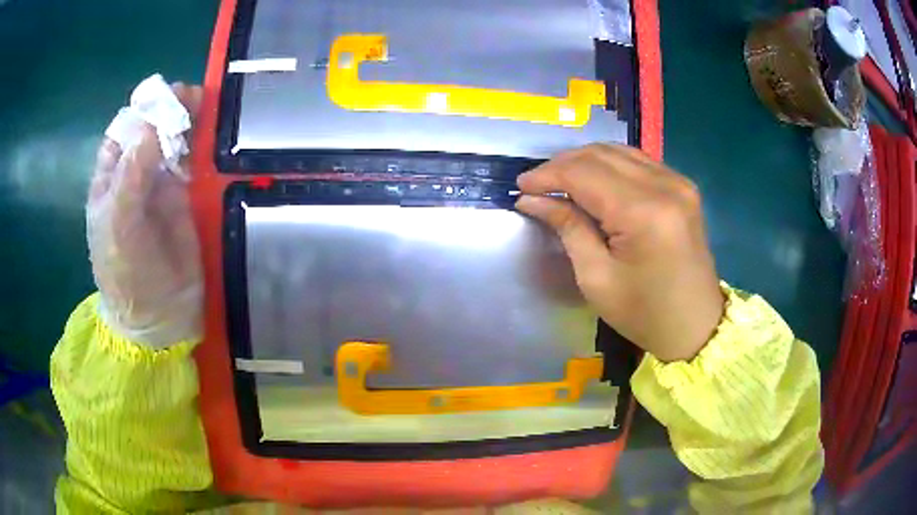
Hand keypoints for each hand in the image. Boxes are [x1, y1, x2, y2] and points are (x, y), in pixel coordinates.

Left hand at [86, 83, 202, 347]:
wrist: (159, 314)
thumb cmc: (126, 273)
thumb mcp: (119, 225)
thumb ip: (131, 176)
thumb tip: (153, 125)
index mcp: (111, 177)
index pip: (124, 130)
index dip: (142, 111)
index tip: (162, 100)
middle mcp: (134, 173)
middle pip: (151, 128)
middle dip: (168, 109)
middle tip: (190, 98)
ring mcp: (160, 183)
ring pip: (174, 139)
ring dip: (188, 120)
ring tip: (204, 108)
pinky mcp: (185, 195)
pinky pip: (192, 160)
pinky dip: (201, 144)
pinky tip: (209, 135)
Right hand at [516, 144, 723, 361]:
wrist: (696, 325)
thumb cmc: (644, 313)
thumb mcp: (596, 277)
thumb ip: (568, 227)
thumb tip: (532, 199)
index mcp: (644, 212)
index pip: (583, 173)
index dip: (547, 175)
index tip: (521, 187)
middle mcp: (665, 185)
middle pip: (600, 155)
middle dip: (562, 164)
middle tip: (536, 185)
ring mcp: (678, 182)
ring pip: (618, 151)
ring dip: (584, 161)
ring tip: (559, 181)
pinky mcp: (683, 187)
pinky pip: (637, 161)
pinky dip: (609, 165)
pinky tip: (594, 182)